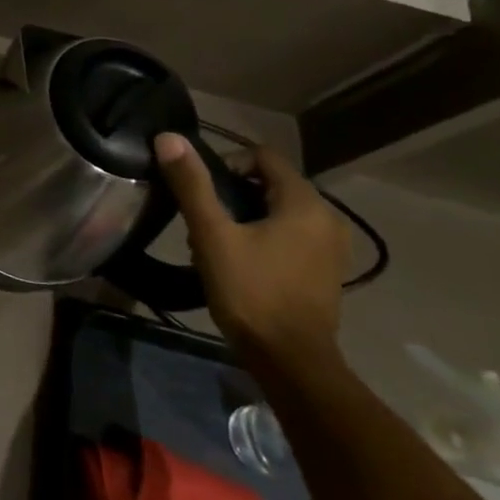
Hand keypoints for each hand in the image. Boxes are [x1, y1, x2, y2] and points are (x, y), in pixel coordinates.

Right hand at [153, 134, 347, 370]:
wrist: (291, 362)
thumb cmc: (251, 292)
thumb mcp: (212, 234)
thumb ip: (192, 184)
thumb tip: (169, 137)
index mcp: (305, 203)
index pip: (262, 157)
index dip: (226, 163)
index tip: (200, 190)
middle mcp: (327, 218)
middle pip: (270, 184)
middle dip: (231, 194)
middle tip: (201, 219)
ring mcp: (330, 248)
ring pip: (277, 211)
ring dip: (244, 217)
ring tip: (213, 242)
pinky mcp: (324, 271)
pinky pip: (289, 235)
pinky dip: (262, 236)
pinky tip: (238, 261)